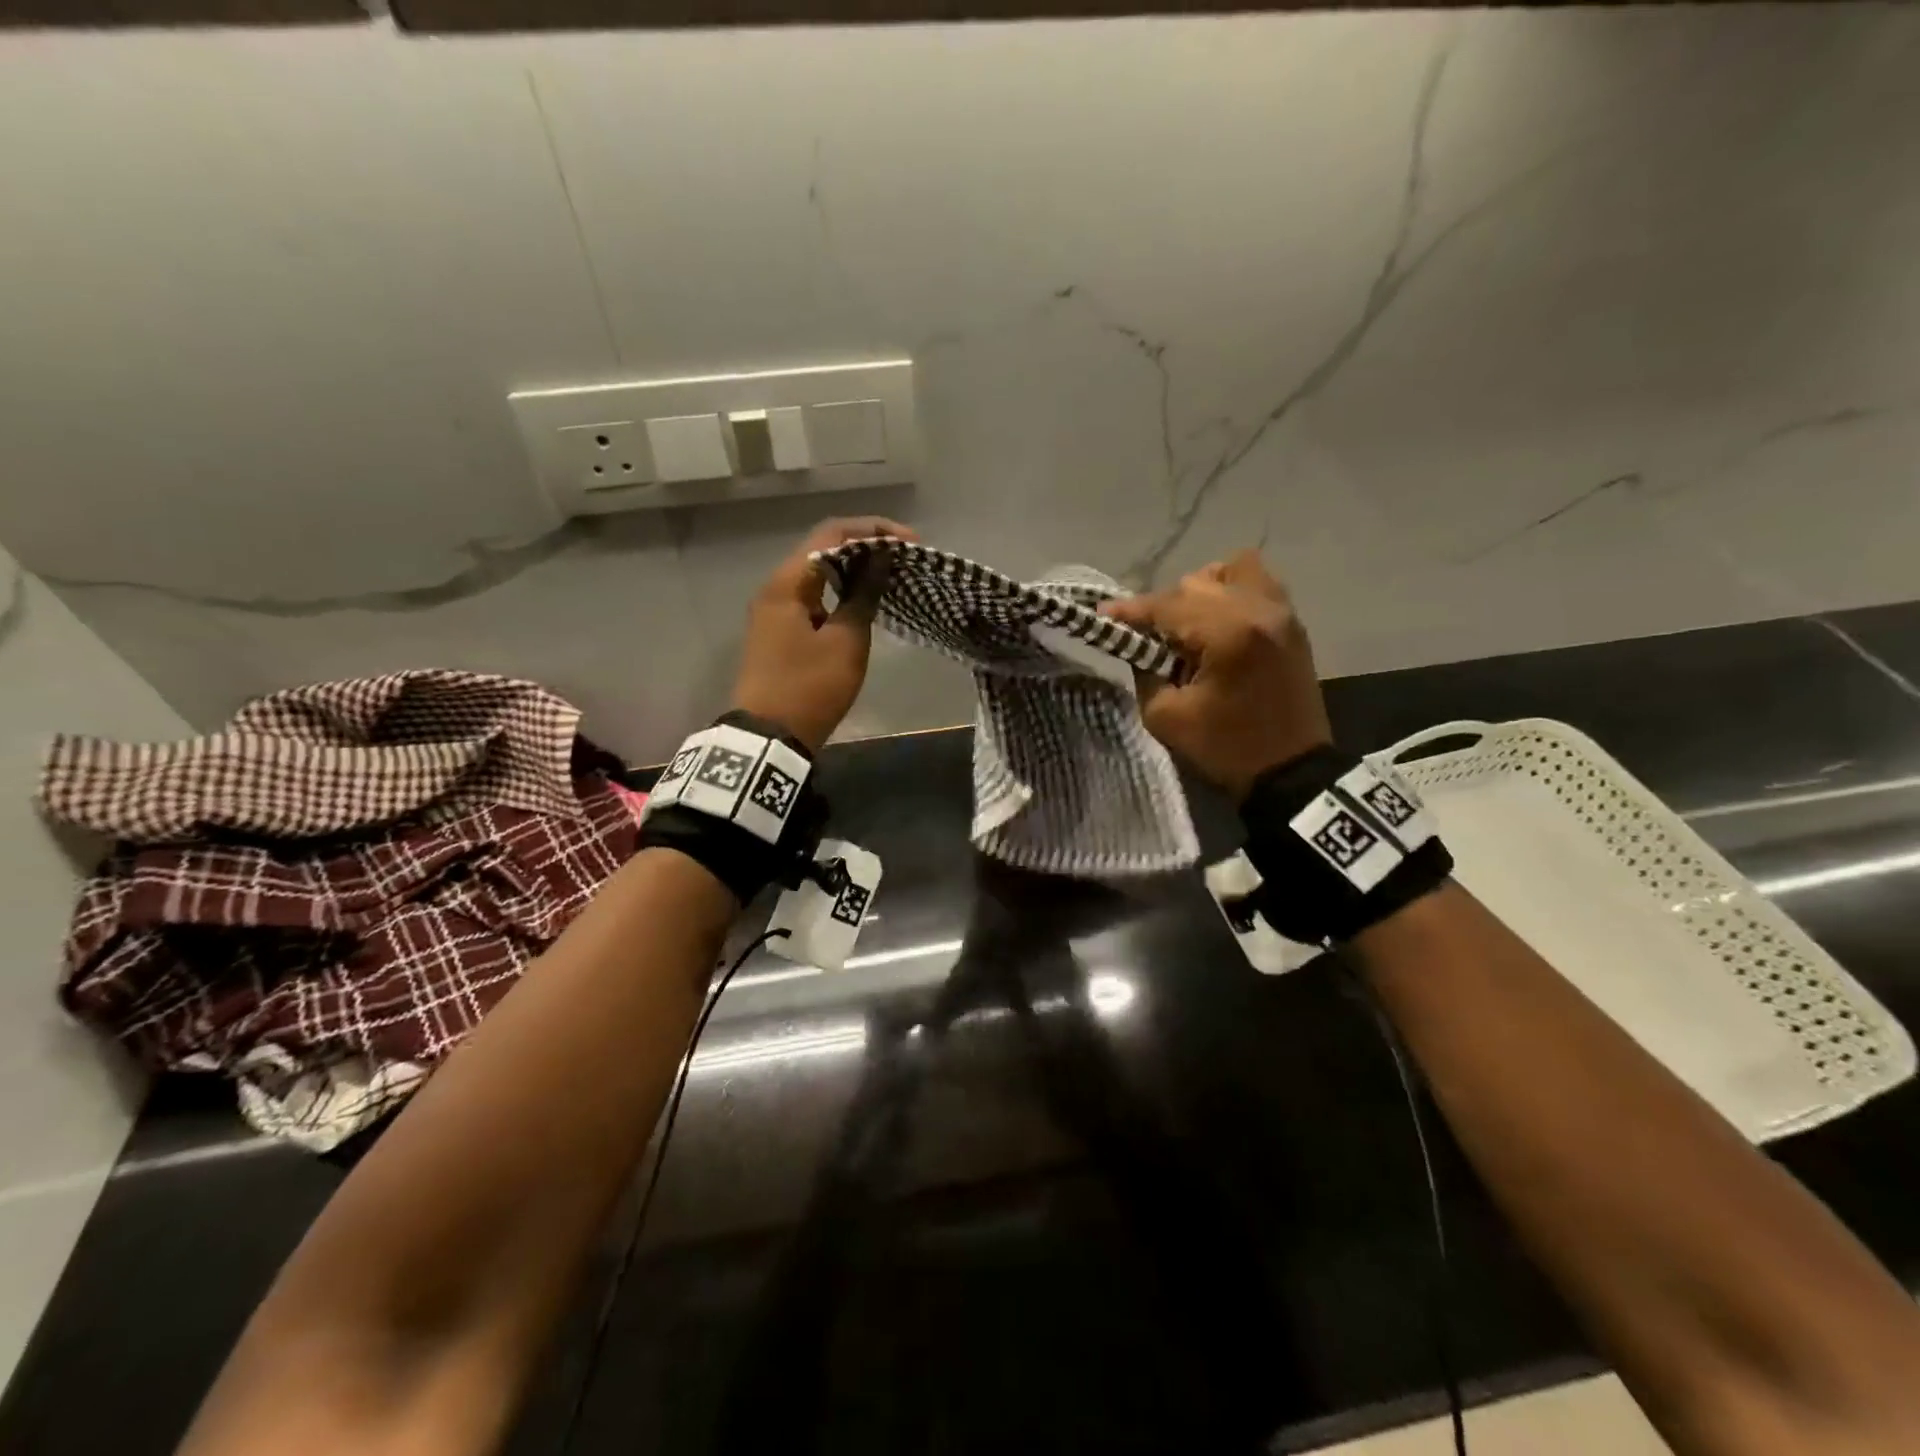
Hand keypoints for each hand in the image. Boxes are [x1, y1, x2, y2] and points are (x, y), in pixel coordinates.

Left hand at [730, 516, 916, 752]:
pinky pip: (814, 599)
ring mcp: (775, 612)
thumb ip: (863, 595)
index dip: (873, 531)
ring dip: (854, 572)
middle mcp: (776, 589)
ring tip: (891, 578)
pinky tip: (865, 605)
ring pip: (818, 576)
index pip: (831, 533)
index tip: (909, 543)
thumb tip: (879, 560)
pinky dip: (840, 595)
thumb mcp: (845, 641)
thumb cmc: (810, 687)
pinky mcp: (780, 633)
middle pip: (823, 550)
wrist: (770, 738)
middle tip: (904, 560)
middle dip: (865, 548)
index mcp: (788, 583)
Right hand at [1100, 550, 1331, 799]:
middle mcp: (1258, 609)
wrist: (1292, 772)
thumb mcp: (1165, 716)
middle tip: (1146, 637)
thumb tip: (1137, 642)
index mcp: (1227, 634)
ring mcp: (1281, 612)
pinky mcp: (1291, 622)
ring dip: (1200, 591)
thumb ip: (1144, 670)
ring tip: (1187, 624)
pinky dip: (1231, 591)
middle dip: (1164, 607)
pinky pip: (1258, 583)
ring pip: (1231, 570)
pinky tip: (1216, 621)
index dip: (1130, 611)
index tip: (1102, 616)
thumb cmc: (1225, 748)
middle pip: (1195, 583)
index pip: (1167, 606)